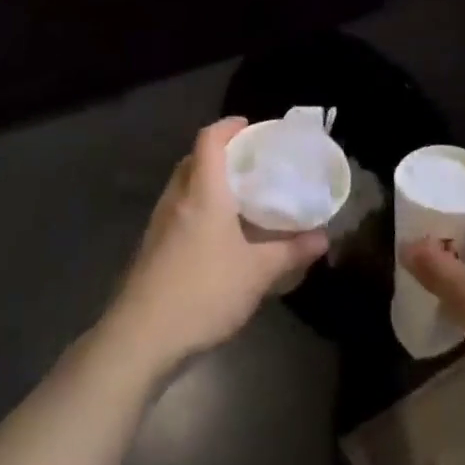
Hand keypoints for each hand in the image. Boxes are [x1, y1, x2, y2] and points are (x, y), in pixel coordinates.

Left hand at [106, 118, 328, 372]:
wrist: (141, 337)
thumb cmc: (204, 291)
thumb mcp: (258, 273)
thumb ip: (291, 252)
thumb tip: (323, 237)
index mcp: (202, 192)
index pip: (209, 140)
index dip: (228, 127)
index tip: (249, 127)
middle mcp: (176, 198)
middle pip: (194, 161)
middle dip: (219, 155)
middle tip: (249, 164)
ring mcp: (159, 224)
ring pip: (183, 187)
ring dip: (206, 184)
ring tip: (237, 199)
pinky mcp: (151, 249)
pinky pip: (177, 213)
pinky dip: (196, 210)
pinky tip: (216, 237)